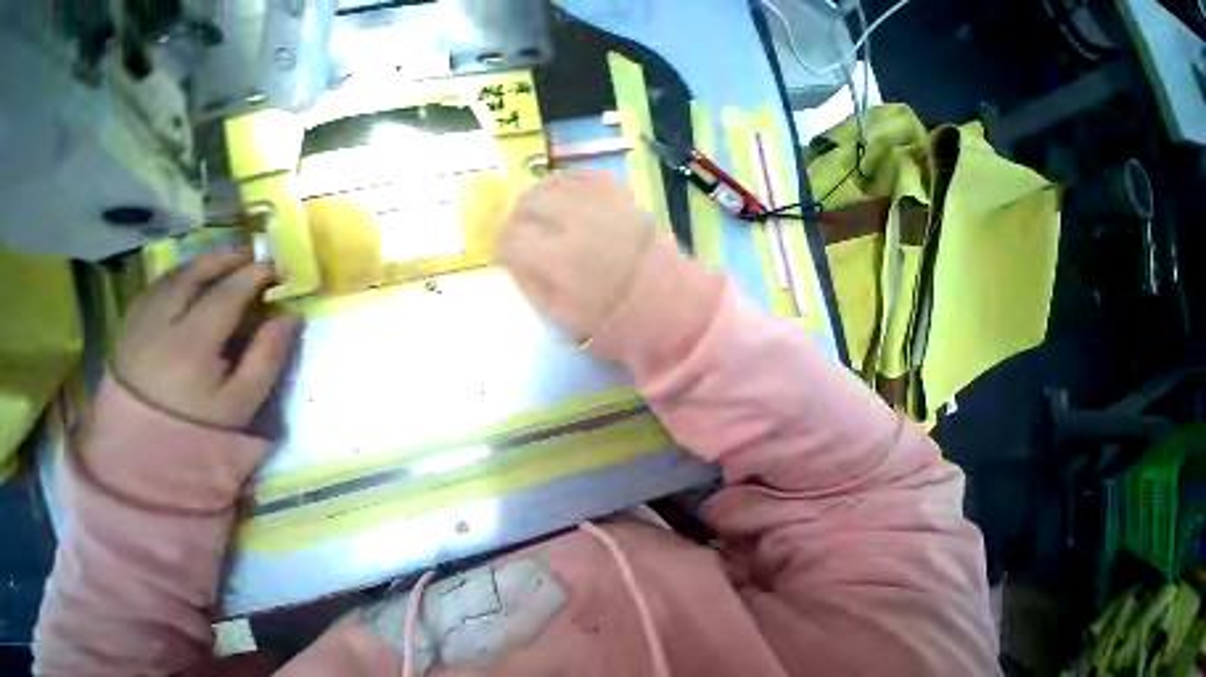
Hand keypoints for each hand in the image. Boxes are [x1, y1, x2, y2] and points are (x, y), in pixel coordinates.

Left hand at [112, 251, 298, 429]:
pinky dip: (175, 277)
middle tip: (251, 254)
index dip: (252, 277)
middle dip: (222, 260)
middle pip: (189, 278)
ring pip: (166, 280)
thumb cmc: (203, 422)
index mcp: (191, 344)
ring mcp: (137, 326)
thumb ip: (270, 352)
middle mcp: (158, 326)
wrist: (145, 447)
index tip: (276, 268)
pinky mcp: (128, 331)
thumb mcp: (247, 394)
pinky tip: (191, 278)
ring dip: (198, 265)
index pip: (225, 295)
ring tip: (224, 260)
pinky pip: (151, 291)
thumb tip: (291, 315)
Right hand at [499, 171, 654, 339]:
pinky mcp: (623, 198)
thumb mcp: (567, 323)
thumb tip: (514, 261)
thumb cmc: (618, 326)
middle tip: (525, 235)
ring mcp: (602, 206)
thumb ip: (534, 288)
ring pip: (553, 184)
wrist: (672, 310)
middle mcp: (575, 225)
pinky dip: (570, 185)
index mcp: (559, 264)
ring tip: (544, 216)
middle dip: (519, 220)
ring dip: (540, 199)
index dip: (503, 248)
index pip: (510, 240)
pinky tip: (570, 201)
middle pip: (527, 204)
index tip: (508, 256)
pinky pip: (586, 177)